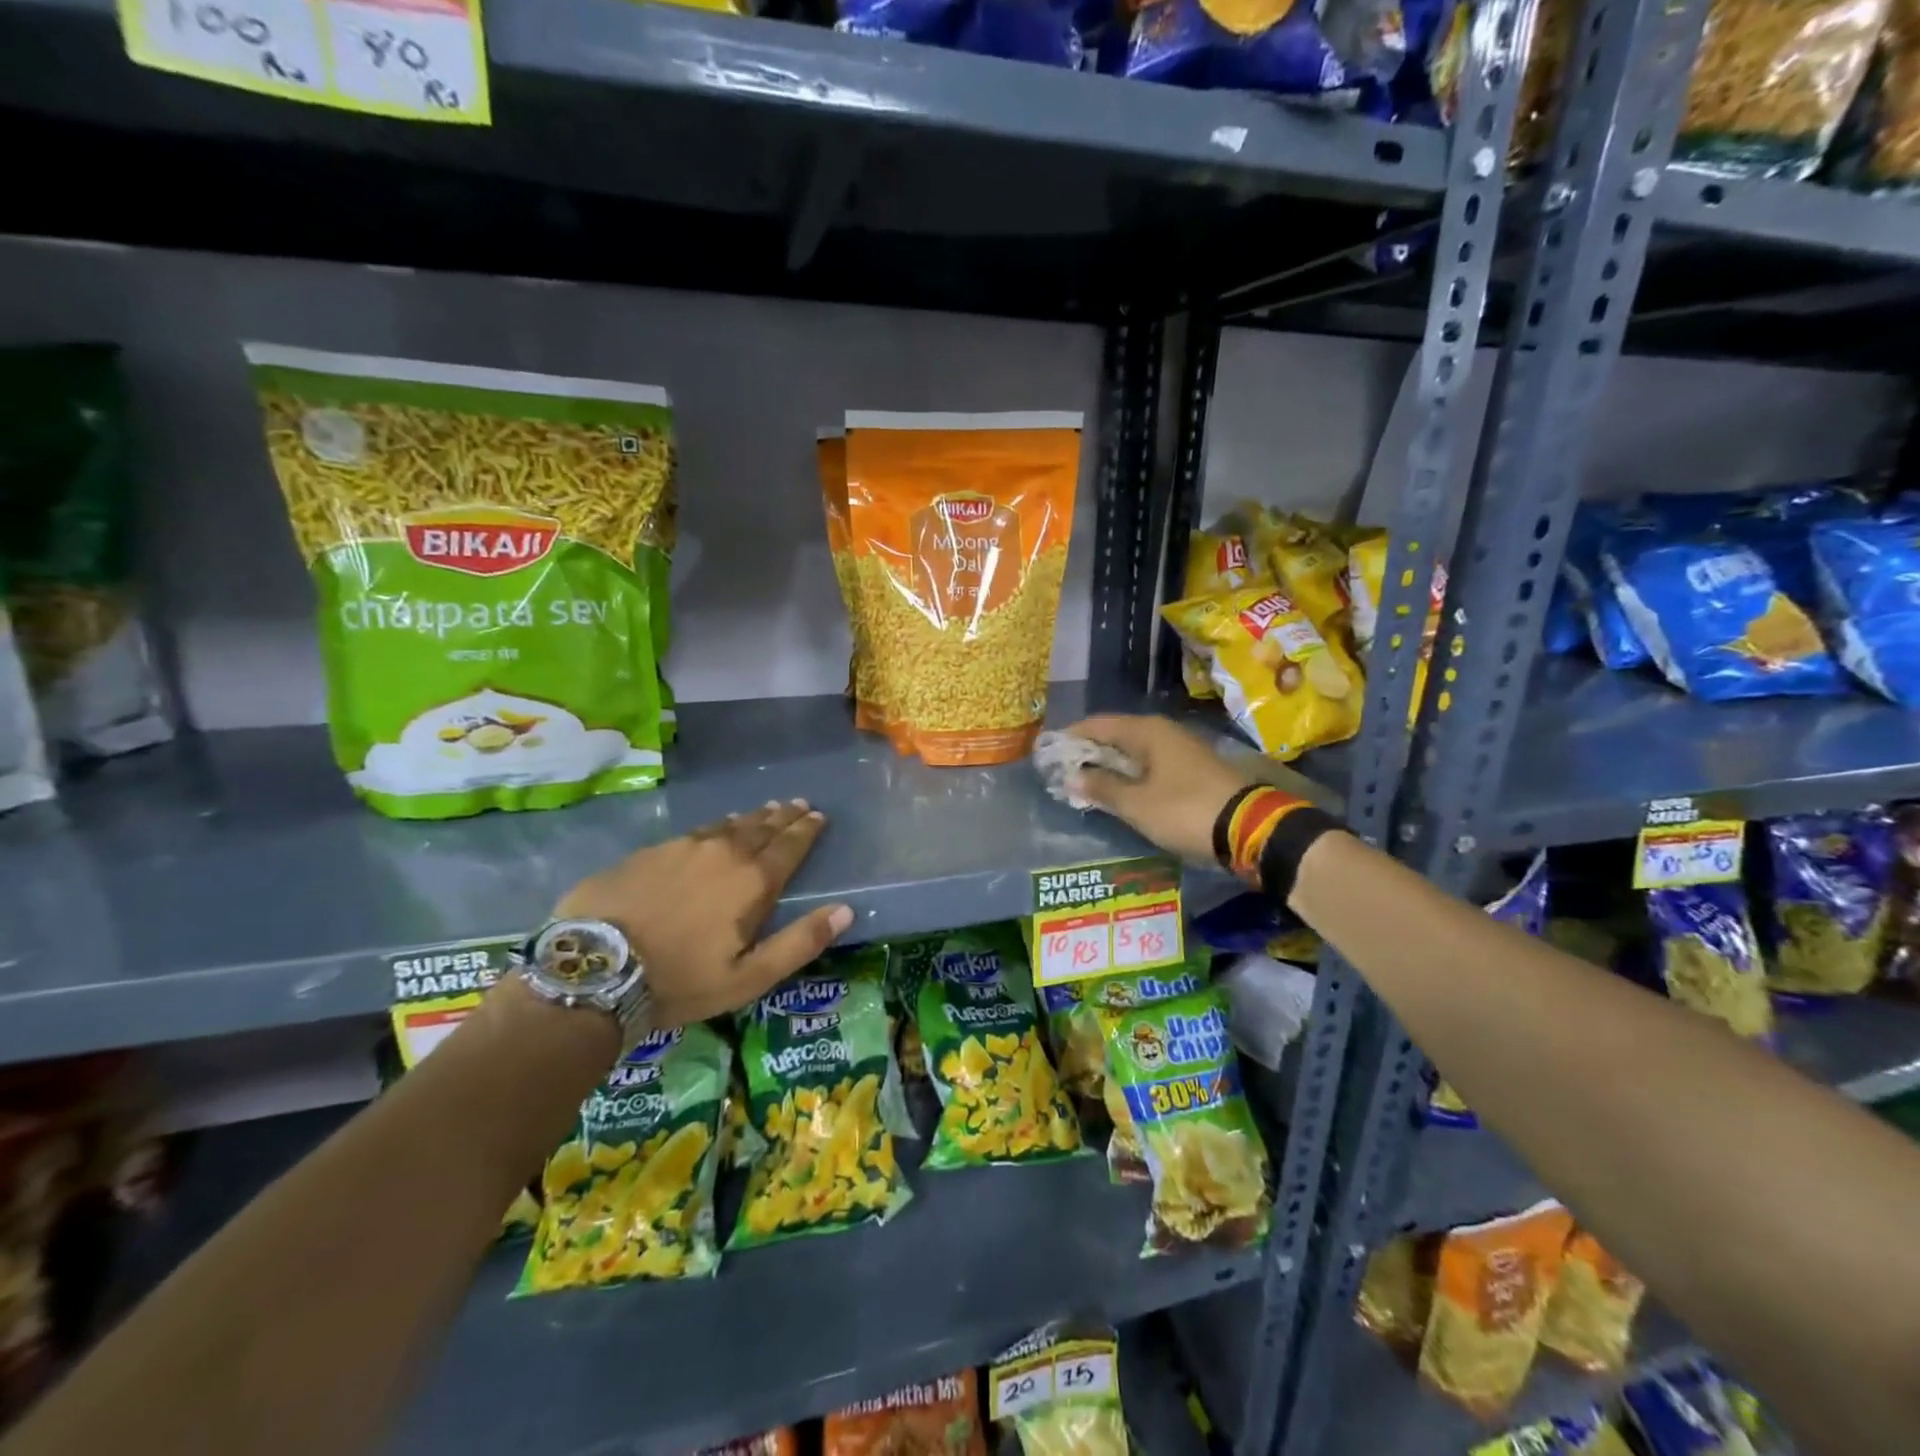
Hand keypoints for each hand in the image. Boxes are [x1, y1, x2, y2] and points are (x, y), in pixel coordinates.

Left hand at [554, 800, 852, 1027]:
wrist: (594, 968)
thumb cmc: (681, 980)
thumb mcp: (749, 977)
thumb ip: (801, 942)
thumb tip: (846, 910)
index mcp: (753, 881)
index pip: (790, 846)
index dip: (807, 830)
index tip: (818, 815)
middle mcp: (724, 853)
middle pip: (762, 828)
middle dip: (784, 816)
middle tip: (798, 804)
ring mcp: (684, 847)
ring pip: (729, 825)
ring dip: (752, 817)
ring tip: (766, 810)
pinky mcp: (651, 851)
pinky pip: (696, 831)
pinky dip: (716, 827)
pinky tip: (716, 828)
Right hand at [1060, 715, 1254, 863]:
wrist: (1250, 828)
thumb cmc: (1184, 810)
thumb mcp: (1136, 804)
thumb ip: (1101, 788)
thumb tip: (1071, 776)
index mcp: (1146, 731)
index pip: (1098, 724)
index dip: (1072, 736)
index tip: (1049, 751)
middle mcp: (1163, 732)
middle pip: (1116, 735)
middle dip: (1089, 752)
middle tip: (1063, 770)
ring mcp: (1181, 750)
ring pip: (1134, 752)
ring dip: (1110, 765)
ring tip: (1085, 783)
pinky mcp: (1192, 770)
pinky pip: (1150, 765)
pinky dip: (1130, 775)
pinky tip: (1120, 791)